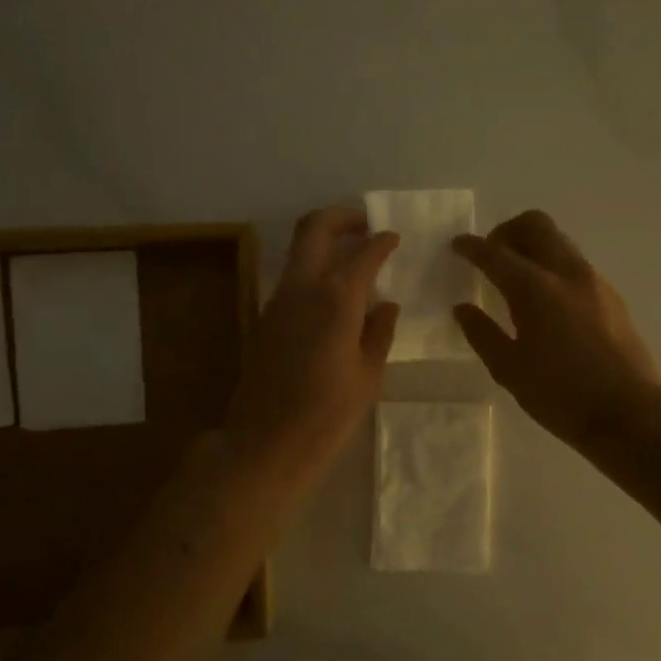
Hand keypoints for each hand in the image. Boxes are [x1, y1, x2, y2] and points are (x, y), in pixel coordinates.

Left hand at [224, 207, 399, 488]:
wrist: (266, 443)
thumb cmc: (328, 415)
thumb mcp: (369, 376)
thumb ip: (379, 332)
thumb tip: (386, 305)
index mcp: (337, 299)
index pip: (364, 253)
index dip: (382, 241)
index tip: (394, 238)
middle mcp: (303, 287)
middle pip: (315, 228)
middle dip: (342, 217)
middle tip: (366, 226)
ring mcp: (278, 300)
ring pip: (299, 249)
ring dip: (325, 241)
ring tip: (354, 259)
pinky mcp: (266, 317)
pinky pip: (293, 277)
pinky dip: (314, 269)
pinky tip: (335, 295)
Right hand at [453, 210, 660, 449]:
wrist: (630, 414)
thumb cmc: (560, 396)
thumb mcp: (509, 370)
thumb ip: (482, 334)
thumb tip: (463, 308)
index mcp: (535, 289)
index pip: (496, 254)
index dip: (472, 247)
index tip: (457, 245)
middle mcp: (566, 273)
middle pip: (535, 225)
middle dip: (507, 231)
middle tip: (491, 256)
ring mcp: (594, 282)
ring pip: (559, 242)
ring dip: (532, 247)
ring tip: (516, 279)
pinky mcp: (611, 297)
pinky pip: (574, 264)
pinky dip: (553, 266)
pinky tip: (546, 302)